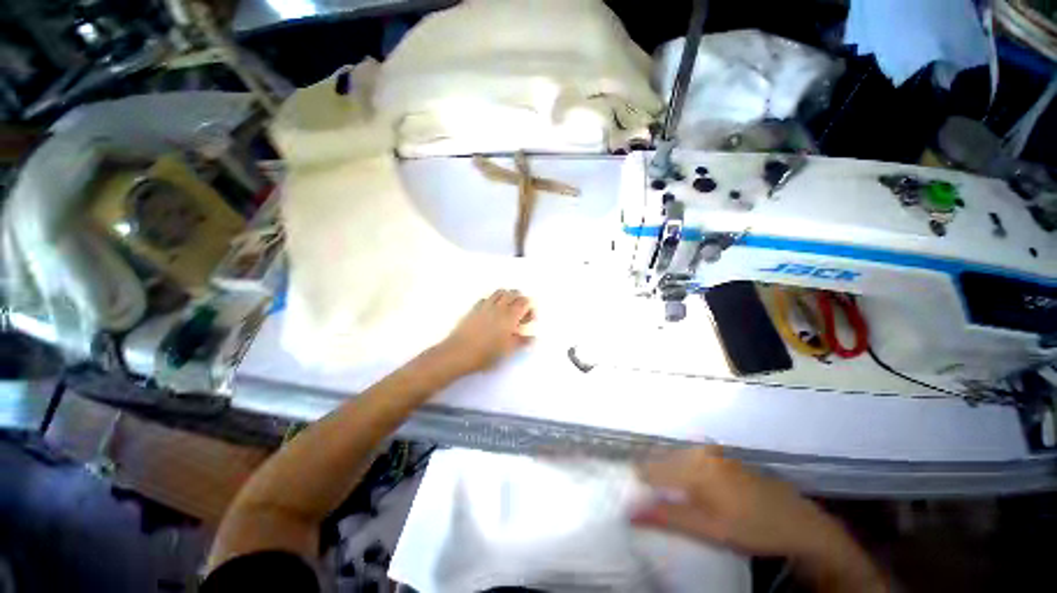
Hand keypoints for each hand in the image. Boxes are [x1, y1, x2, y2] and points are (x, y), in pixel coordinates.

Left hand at [437, 289, 534, 374]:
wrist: (458, 353)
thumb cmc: (486, 354)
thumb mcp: (508, 351)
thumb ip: (522, 342)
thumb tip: (532, 337)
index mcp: (510, 316)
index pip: (525, 302)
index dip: (530, 308)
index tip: (529, 320)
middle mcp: (499, 307)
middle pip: (513, 293)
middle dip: (520, 299)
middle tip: (520, 314)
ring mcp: (485, 306)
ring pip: (499, 292)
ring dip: (506, 297)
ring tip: (507, 310)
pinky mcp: (473, 309)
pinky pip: (486, 298)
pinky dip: (492, 301)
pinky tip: (491, 312)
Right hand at [633, 446, 848, 558]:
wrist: (799, 522)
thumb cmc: (752, 527)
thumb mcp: (709, 528)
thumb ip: (668, 517)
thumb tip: (630, 513)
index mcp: (694, 465)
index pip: (650, 469)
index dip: (640, 485)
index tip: (634, 500)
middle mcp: (699, 451)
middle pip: (661, 461)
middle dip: (652, 479)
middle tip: (651, 502)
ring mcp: (711, 451)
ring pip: (675, 459)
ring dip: (667, 477)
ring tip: (669, 498)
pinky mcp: (720, 456)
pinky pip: (689, 459)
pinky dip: (682, 473)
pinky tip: (690, 490)